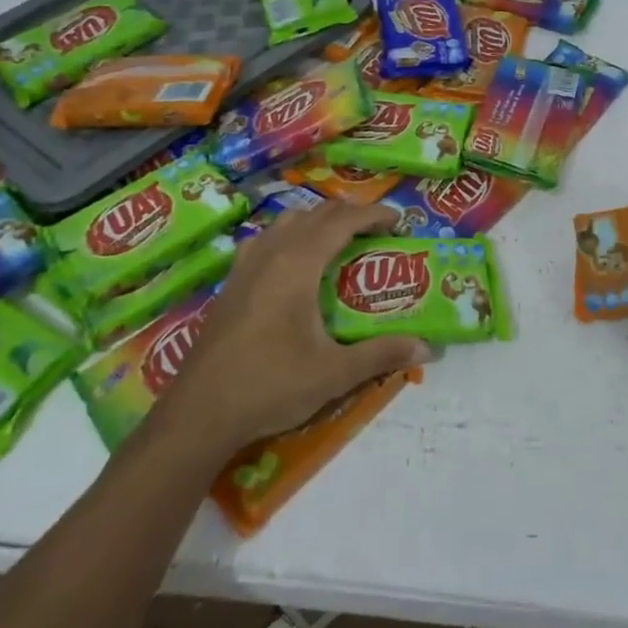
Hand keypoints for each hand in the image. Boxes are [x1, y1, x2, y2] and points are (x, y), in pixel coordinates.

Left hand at [144, 202, 428, 459]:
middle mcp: (270, 252)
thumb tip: (427, 347)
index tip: (399, 222)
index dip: (374, 214)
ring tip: (339, 242)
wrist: (200, 413)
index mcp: (297, 263)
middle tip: (377, 233)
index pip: (342, 220)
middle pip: (315, 214)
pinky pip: (266, 240)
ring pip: (286, 222)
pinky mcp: (230, 282)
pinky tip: (293, 264)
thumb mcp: (334, 373)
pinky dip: (290, 236)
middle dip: (350, 215)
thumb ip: (382, 354)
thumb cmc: (270, 386)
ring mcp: (245, 265)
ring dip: (317, 222)